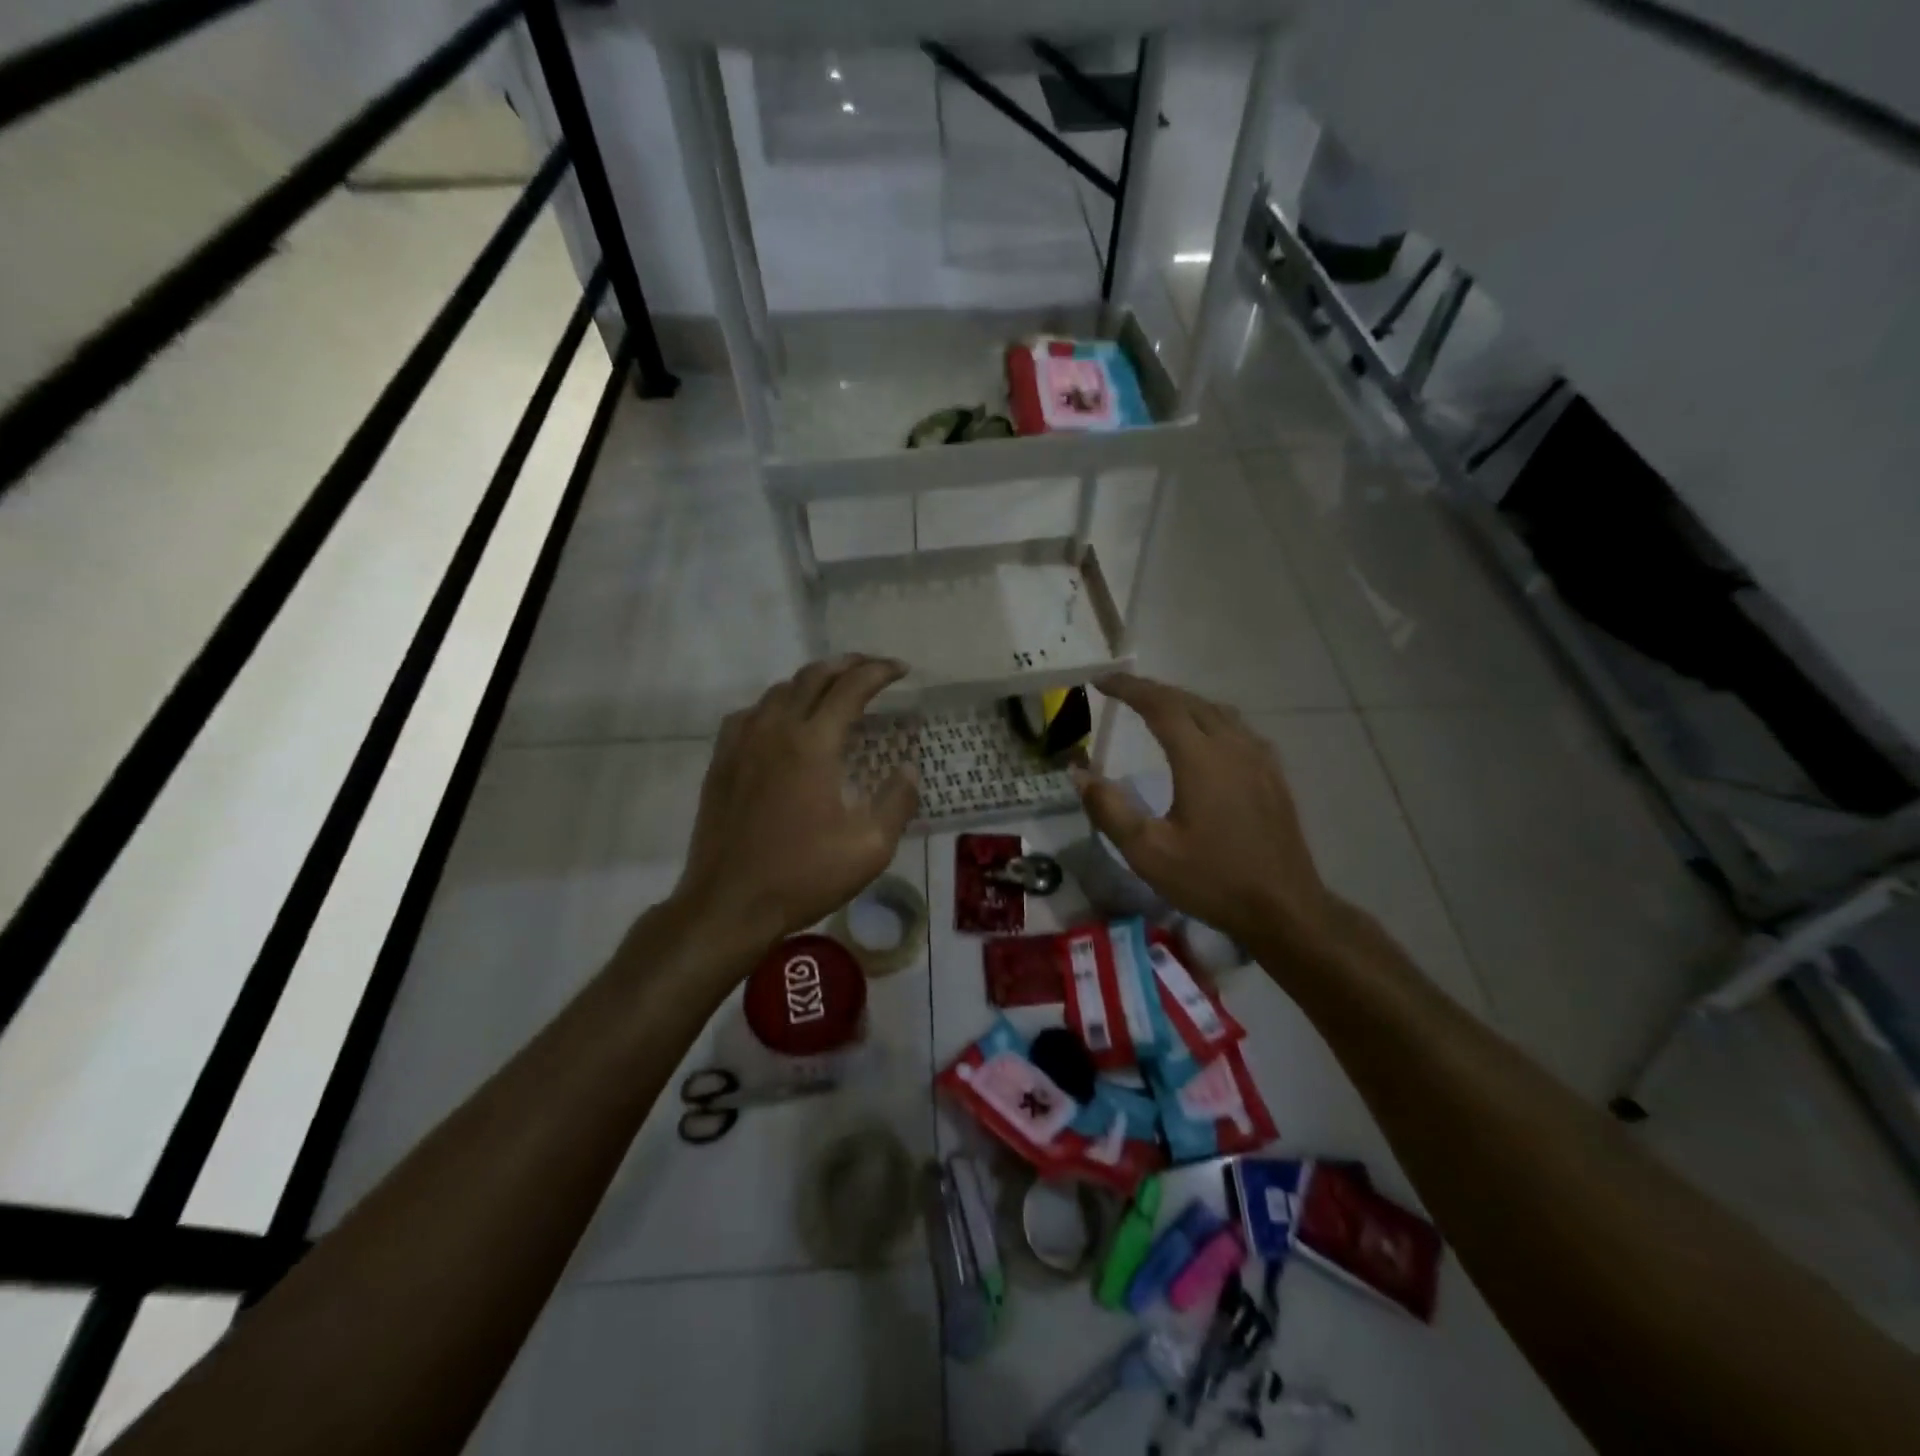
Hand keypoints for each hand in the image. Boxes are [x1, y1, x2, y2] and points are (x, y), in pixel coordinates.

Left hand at [672, 656, 918, 953]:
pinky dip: (776, 704)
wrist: (728, 904)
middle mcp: (775, 730)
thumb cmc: (803, 876)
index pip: (851, 687)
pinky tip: (783, 721)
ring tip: (834, 689)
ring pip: (778, 690)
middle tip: (873, 668)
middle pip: (813, 676)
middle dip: (848, 664)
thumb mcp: (869, 847)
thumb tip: (909, 769)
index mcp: (813, 744)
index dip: (879, 671)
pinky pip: (750, 713)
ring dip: (811, 681)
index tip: (902, 669)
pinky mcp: (721, 762)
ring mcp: (742, 743)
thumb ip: (897, 801)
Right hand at [1074, 673, 1338, 957]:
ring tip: (1156, 709)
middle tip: (1121, 692)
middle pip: (1189, 701)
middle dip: (1152, 691)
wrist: (1284, 909)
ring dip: (1182, 702)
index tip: (1100, 681)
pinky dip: (1209, 719)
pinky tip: (1203, 739)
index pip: (1160, 705)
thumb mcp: (1148, 852)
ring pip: (1217, 711)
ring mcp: (1259, 759)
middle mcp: (1233, 746)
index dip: (1128, 688)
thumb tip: (1079, 773)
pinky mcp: (1273, 775)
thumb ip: (1109, 809)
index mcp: (1201, 759)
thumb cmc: (1212, 880)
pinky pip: (1238, 729)